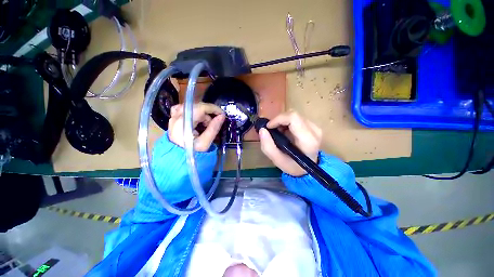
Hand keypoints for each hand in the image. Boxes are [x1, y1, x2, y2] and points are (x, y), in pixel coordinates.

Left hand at [168, 103, 225, 151]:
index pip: (200, 108)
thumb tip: (222, 116)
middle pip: (196, 106)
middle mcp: (176, 117)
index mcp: (183, 123)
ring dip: (201, 114)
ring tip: (203, 126)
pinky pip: (184, 109)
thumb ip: (213, 128)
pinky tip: (195, 120)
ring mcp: (173, 117)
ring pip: (191, 107)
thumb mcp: (205, 143)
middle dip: (207, 114)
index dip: (213, 109)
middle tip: (212, 125)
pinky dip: (193, 113)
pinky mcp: (173, 119)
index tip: (222, 114)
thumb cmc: (191, 153)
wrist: (176, 159)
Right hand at [259, 111, 321, 175]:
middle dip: (278, 120)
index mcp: (307, 140)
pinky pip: (296, 118)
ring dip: (282, 121)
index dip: (278, 119)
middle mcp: (314, 130)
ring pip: (294, 115)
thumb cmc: (292, 166)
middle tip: (271, 130)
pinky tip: (284, 132)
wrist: (306, 169)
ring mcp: (315, 127)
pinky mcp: (313, 126)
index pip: (293, 118)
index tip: (268, 127)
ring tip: (277, 132)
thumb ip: (267, 146)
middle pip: (293, 114)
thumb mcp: (277, 160)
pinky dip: (286, 123)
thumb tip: (262, 129)